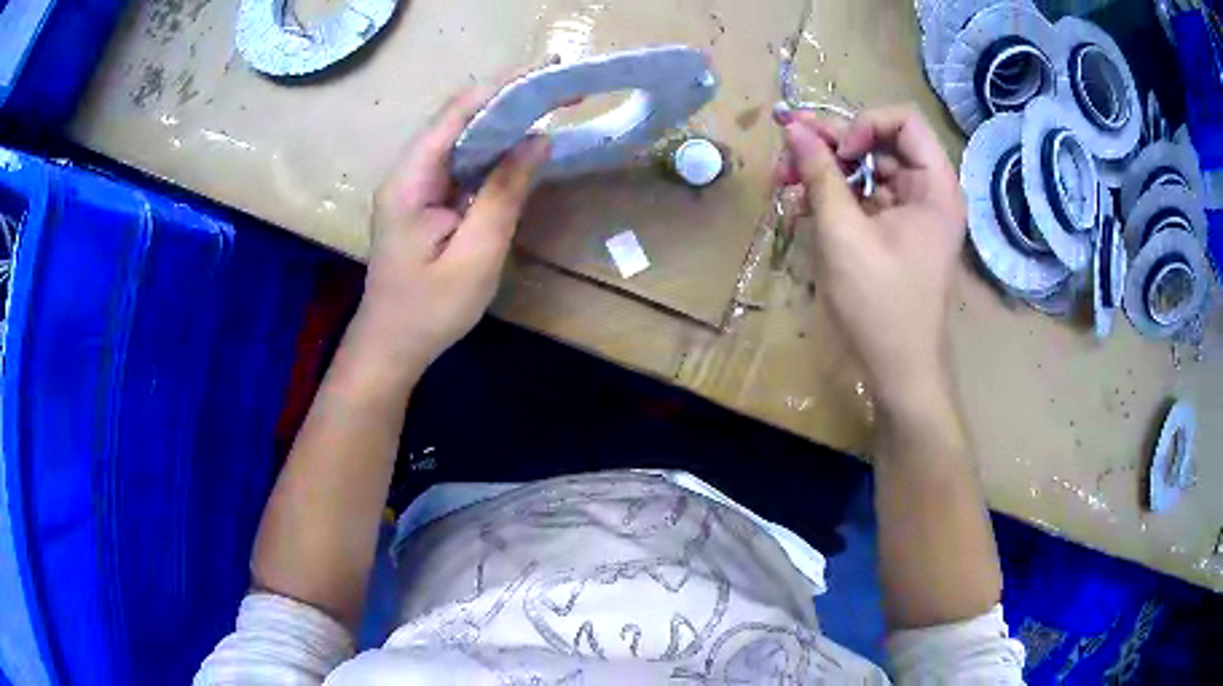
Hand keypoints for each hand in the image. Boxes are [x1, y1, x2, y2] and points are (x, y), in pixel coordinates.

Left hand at [353, 89, 549, 376]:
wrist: (391, 346)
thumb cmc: (430, 310)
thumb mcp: (476, 255)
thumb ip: (504, 194)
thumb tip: (537, 140)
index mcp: (411, 179)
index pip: (457, 113)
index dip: (503, 88)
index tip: (548, 74)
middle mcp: (408, 171)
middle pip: (458, 117)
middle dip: (509, 98)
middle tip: (560, 91)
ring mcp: (415, 185)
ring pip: (461, 137)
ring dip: (503, 120)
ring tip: (550, 107)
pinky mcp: (424, 199)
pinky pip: (461, 161)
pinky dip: (493, 149)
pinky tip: (521, 146)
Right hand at [775, 106, 965, 408]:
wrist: (899, 371)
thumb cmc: (880, 305)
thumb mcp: (843, 234)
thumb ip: (820, 175)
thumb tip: (793, 128)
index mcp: (935, 187)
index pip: (904, 121)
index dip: (864, 125)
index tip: (836, 153)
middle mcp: (929, 191)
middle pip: (880, 141)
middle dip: (832, 144)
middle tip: (786, 152)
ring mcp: (912, 212)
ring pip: (867, 168)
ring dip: (825, 169)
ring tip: (783, 180)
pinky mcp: (895, 231)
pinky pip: (865, 196)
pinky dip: (834, 195)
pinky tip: (799, 202)